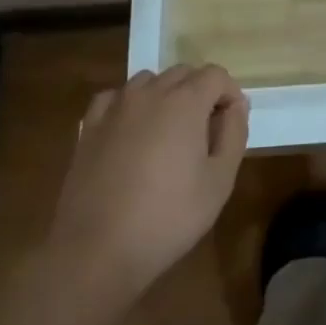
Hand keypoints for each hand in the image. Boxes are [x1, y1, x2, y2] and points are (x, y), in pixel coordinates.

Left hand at [40, 65, 249, 305]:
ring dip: (165, 96)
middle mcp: (150, 92)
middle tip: (204, 132)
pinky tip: (130, 132)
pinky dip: (129, 105)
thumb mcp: (219, 182)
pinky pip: (115, 98)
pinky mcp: (90, 127)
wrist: (96, 252)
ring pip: (149, 81)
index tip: (231, 124)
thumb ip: (234, 134)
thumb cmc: (167, 218)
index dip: (229, 94)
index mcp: (185, 101)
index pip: (216, 75)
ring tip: (168, 133)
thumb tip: (236, 106)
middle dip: (200, 92)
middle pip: (183, 73)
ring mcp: (116, 107)